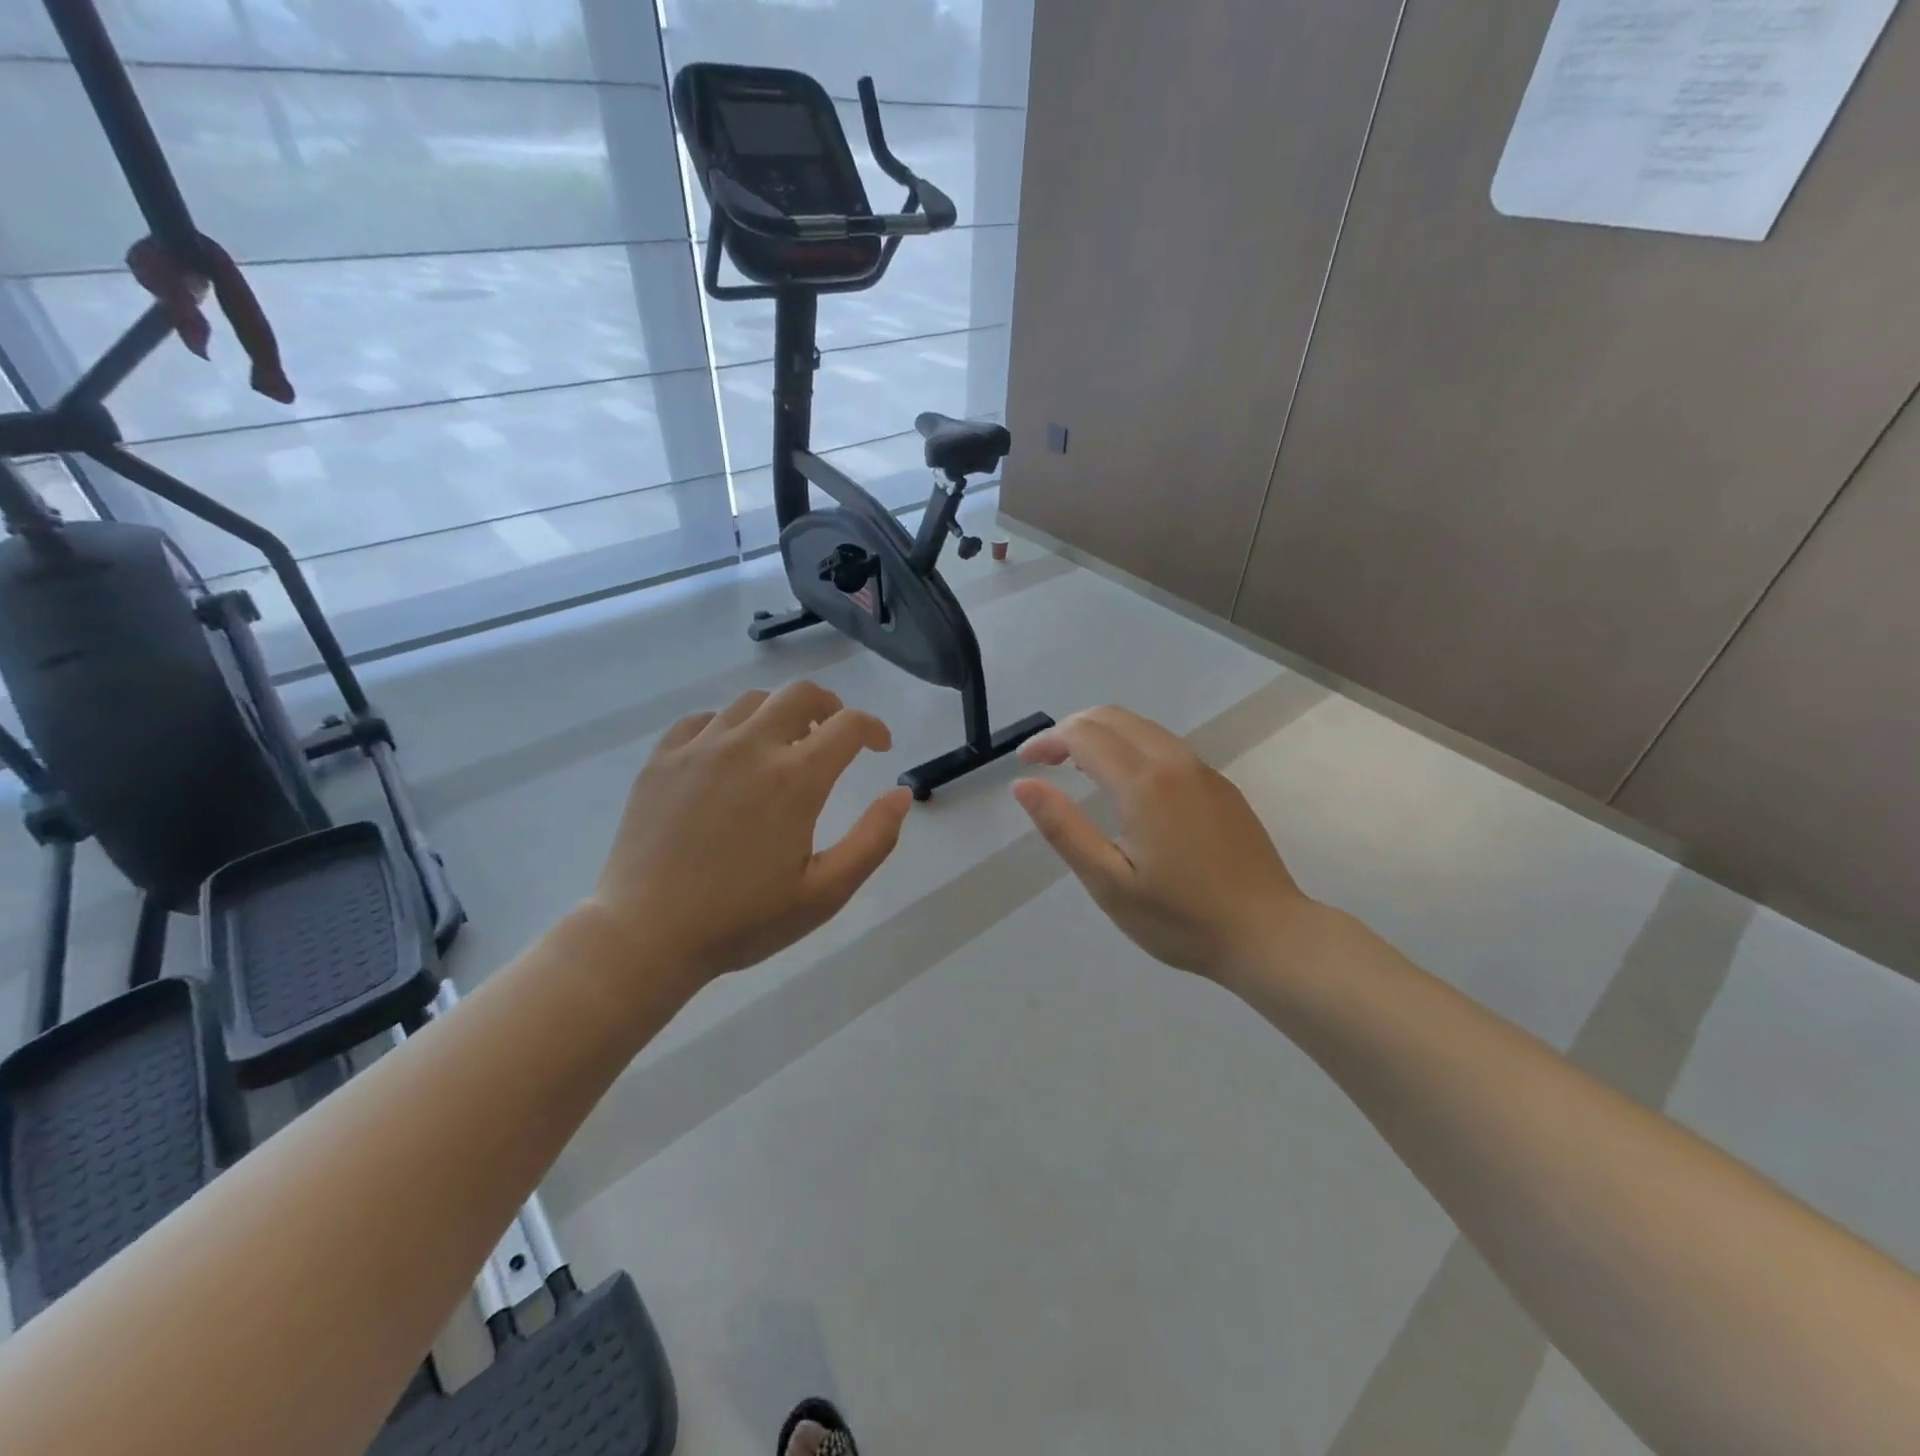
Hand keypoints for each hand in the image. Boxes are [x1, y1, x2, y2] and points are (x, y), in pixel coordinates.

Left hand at [587, 681, 911, 987]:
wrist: (646, 936)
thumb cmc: (743, 920)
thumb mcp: (825, 893)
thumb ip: (873, 840)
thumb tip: (901, 794)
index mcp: (795, 778)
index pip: (848, 724)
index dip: (873, 728)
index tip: (878, 746)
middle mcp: (750, 747)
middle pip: (800, 694)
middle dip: (829, 706)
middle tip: (833, 734)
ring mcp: (700, 748)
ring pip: (751, 701)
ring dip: (779, 714)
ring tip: (782, 745)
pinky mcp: (662, 760)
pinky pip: (702, 720)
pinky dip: (728, 726)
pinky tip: (728, 755)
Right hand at [1012, 705, 1311, 983]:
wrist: (1269, 935)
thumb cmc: (1180, 918)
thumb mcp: (1109, 883)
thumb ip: (1063, 828)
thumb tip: (1023, 785)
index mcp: (1143, 783)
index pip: (1083, 735)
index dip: (1047, 741)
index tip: (1024, 764)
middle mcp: (1174, 762)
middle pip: (1113, 717)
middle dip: (1071, 729)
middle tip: (1045, 762)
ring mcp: (1203, 772)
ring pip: (1143, 728)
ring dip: (1103, 735)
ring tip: (1077, 768)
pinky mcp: (1221, 786)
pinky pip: (1167, 747)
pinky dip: (1132, 747)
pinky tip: (1127, 785)